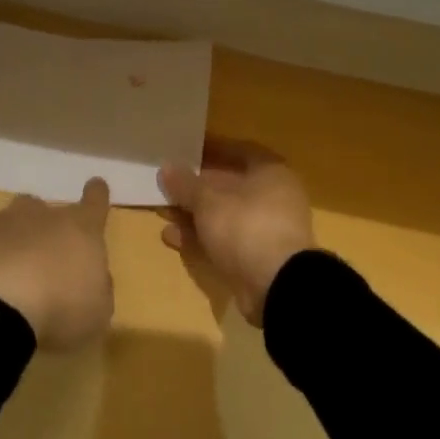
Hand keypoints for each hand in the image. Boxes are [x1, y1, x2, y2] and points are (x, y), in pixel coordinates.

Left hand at [0, 179, 113, 348]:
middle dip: (47, 227)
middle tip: (45, 258)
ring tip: (10, 256)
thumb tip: (92, 278)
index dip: (96, 195)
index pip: (95, 202)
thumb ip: (98, 289)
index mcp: (82, 229)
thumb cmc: (59, 309)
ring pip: (14, 211)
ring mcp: (5, 219)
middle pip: (48, 208)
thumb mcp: (97, 313)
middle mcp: (44, 214)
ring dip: (15, 229)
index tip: (96, 186)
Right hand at [158, 139, 313, 325]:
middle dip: (195, 188)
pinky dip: (199, 238)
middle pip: (228, 186)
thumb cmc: (246, 227)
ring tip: (161, 212)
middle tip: (165, 185)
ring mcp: (264, 230)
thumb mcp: (208, 200)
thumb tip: (166, 167)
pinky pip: (222, 240)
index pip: (237, 151)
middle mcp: (272, 197)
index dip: (209, 150)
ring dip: (193, 215)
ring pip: (223, 215)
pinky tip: (170, 237)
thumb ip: (185, 184)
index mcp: (270, 173)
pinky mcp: (255, 258)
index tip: (182, 151)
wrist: (277, 288)